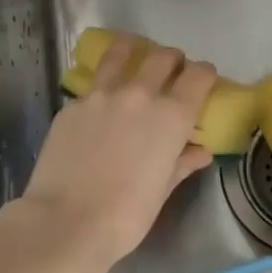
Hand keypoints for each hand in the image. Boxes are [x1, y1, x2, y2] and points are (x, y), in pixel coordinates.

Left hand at [13, 35, 216, 272]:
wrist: (65, 222)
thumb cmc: (126, 216)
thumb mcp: (162, 191)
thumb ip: (182, 162)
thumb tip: (200, 151)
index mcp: (171, 116)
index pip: (199, 76)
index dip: (205, 74)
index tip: (204, 80)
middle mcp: (139, 94)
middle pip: (163, 57)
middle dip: (173, 59)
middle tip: (172, 69)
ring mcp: (101, 95)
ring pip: (121, 53)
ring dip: (133, 49)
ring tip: (133, 52)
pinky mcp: (72, 104)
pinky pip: (93, 84)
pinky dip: (103, 84)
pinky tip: (100, 101)